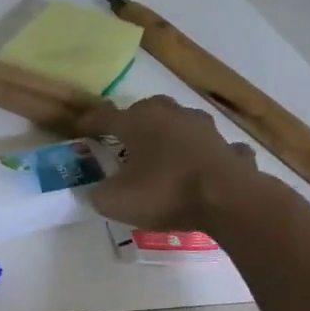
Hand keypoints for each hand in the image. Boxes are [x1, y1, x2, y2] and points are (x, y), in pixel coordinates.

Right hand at [85, 95, 259, 232]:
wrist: (229, 200)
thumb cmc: (165, 193)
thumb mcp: (116, 201)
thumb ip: (98, 194)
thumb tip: (96, 192)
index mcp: (137, 123)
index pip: (104, 116)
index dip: (89, 123)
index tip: (79, 130)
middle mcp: (170, 116)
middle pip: (147, 109)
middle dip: (134, 121)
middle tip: (125, 140)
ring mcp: (205, 129)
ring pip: (182, 122)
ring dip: (173, 133)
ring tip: (165, 151)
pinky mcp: (230, 148)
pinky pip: (214, 147)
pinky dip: (207, 154)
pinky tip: (205, 168)